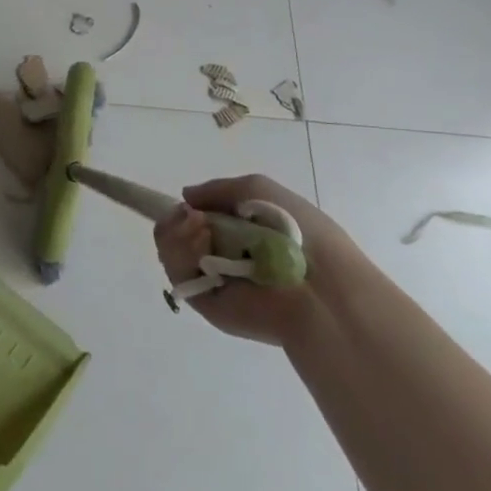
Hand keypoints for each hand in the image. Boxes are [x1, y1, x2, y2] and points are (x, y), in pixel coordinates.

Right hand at [153, 176, 357, 346]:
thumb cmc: (294, 229)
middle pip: (178, 233)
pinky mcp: (205, 301)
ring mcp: (212, 278)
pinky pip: (178, 273)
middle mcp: (223, 254)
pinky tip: (202, 241)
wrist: (318, 286)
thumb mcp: (258, 189)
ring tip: (199, 227)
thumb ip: (218, 189)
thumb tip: (186, 198)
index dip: (186, 209)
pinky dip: (181, 252)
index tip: (185, 204)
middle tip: (191, 216)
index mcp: (240, 231)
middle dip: (177, 219)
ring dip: (177, 233)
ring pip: (172, 250)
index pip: (198, 218)